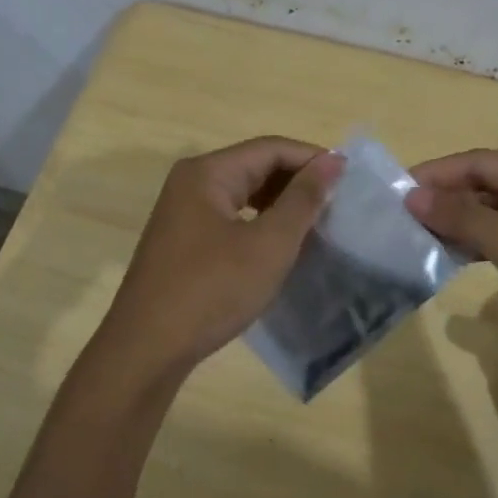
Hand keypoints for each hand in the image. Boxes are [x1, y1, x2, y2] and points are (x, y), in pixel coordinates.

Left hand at [103, 136, 343, 375]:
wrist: (148, 349)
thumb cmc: (212, 290)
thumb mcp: (268, 244)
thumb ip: (302, 199)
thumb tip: (332, 161)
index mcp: (208, 173)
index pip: (270, 149)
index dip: (312, 159)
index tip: (350, 181)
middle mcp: (191, 183)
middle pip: (255, 166)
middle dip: (297, 182)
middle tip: (337, 205)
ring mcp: (183, 213)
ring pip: (243, 194)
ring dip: (280, 204)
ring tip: (316, 224)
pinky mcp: (183, 241)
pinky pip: (230, 218)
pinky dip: (260, 224)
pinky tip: (281, 245)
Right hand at [406, 151, 497, 370]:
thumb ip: (464, 218)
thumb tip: (413, 195)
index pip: (477, 162)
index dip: (434, 175)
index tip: (392, 193)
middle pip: (487, 185)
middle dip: (445, 201)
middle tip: (400, 222)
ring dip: (462, 224)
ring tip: (419, 242)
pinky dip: (485, 245)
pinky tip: (458, 260)